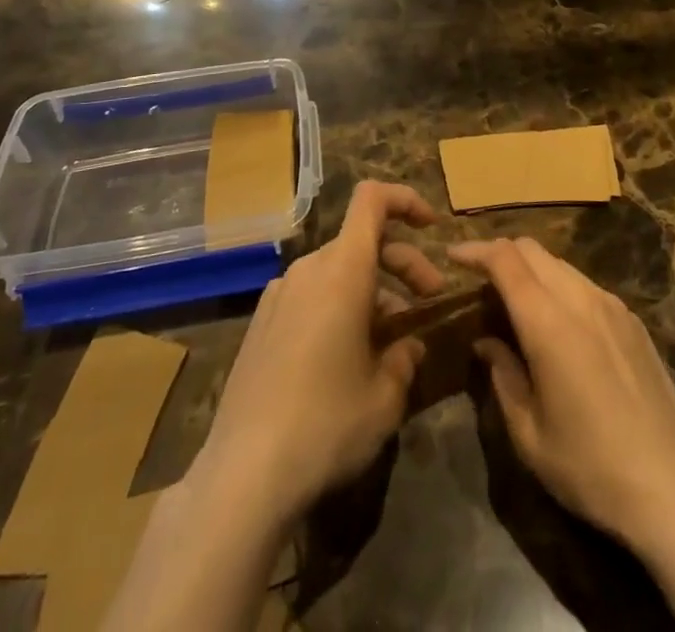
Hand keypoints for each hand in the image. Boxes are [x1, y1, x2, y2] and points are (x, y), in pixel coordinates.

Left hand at [187, 181, 445, 521]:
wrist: (242, 474)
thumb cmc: (326, 425)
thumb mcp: (384, 398)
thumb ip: (404, 360)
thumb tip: (408, 347)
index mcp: (342, 270)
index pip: (372, 200)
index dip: (406, 200)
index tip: (432, 226)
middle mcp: (308, 269)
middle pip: (361, 240)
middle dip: (402, 261)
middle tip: (429, 300)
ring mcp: (279, 295)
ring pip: (336, 271)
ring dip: (372, 290)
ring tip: (391, 341)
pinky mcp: (261, 324)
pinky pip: (310, 296)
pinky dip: (338, 306)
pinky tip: (346, 358)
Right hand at [449, 236, 674, 553]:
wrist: (674, 489)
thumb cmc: (590, 468)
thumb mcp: (529, 434)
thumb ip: (503, 376)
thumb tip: (487, 341)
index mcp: (549, 322)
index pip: (505, 259)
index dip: (475, 251)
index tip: (452, 256)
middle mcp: (580, 299)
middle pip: (532, 250)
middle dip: (500, 254)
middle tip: (478, 279)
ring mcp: (611, 306)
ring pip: (560, 264)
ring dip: (531, 270)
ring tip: (515, 301)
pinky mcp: (632, 320)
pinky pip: (585, 285)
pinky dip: (559, 286)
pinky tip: (557, 323)